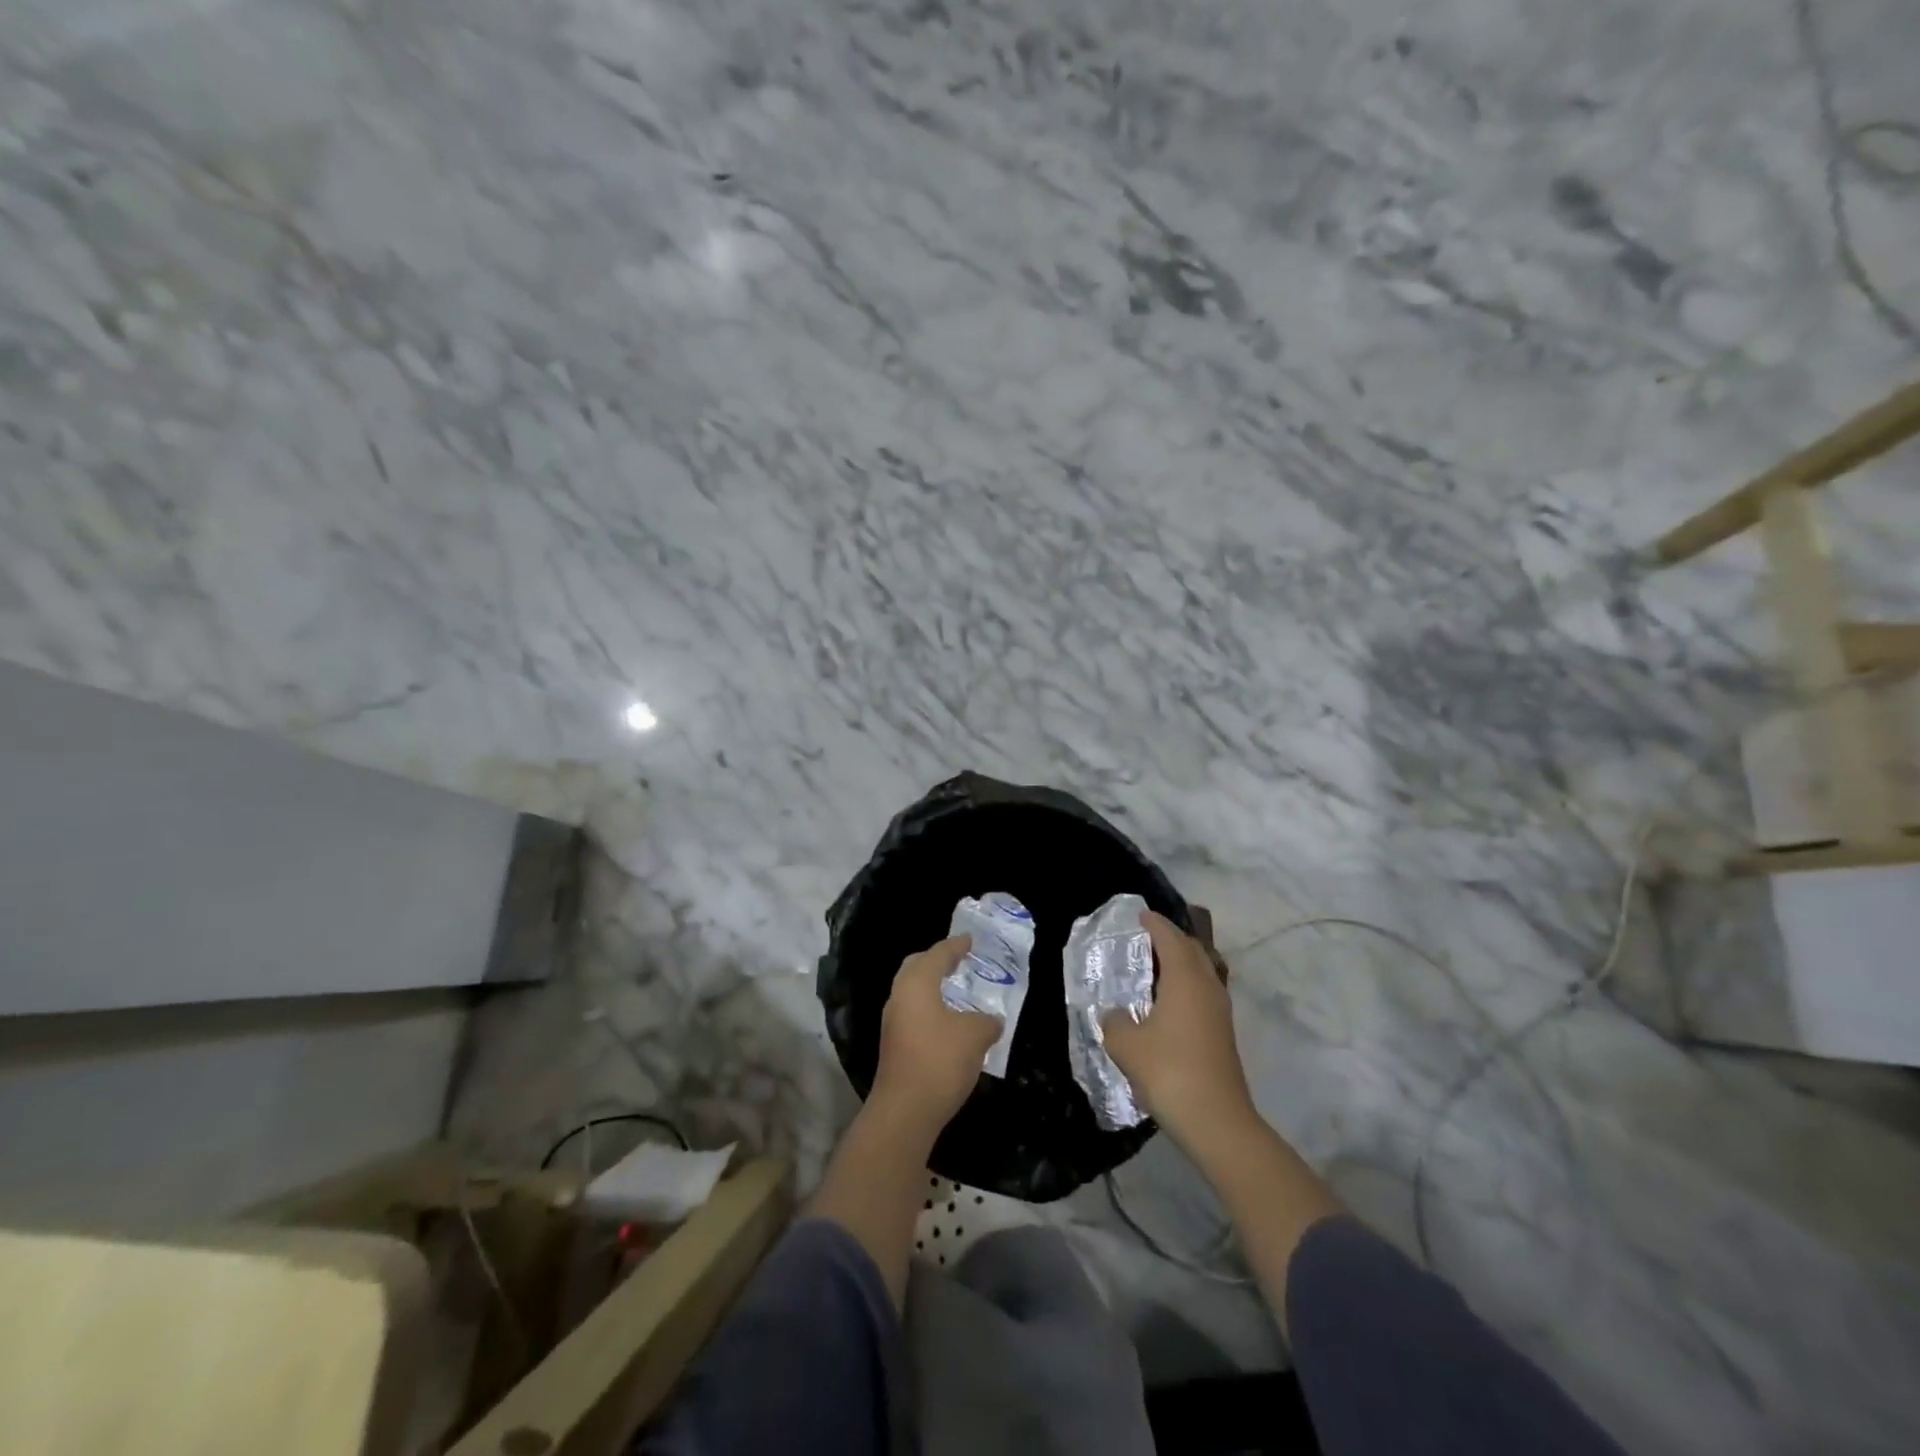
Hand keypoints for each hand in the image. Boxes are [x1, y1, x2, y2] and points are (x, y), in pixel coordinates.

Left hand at [871, 935, 1001, 1134]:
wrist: (905, 1110)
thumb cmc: (940, 1060)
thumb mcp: (975, 1036)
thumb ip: (986, 1022)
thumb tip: (992, 1021)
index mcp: (916, 983)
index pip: (937, 954)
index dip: (955, 945)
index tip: (969, 939)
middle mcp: (899, 996)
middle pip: (916, 968)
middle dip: (936, 961)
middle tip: (957, 960)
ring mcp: (893, 1022)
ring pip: (912, 992)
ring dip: (932, 987)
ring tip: (955, 990)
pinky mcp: (894, 1046)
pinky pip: (913, 1013)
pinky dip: (930, 1009)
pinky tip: (948, 1022)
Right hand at [1102, 912, 1256, 1153]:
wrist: (1217, 1122)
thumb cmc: (1169, 1071)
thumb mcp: (1126, 1045)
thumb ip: (1115, 1022)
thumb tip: (1115, 1015)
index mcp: (1185, 979)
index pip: (1171, 939)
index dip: (1156, 924)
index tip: (1141, 915)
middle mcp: (1207, 987)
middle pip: (1193, 950)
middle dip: (1172, 939)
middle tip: (1148, 937)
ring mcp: (1220, 1012)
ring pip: (1202, 972)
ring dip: (1182, 963)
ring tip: (1156, 967)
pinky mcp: (1223, 1034)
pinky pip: (1203, 993)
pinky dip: (1186, 985)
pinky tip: (1169, 1002)